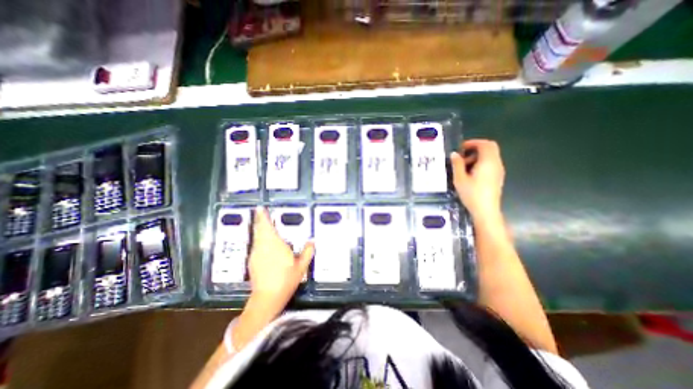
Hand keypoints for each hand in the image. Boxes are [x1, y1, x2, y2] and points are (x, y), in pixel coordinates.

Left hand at [248, 207, 315, 309]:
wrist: (267, 298)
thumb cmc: (286, 281)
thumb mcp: (301, 267)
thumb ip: (307, 252)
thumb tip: (312, 241)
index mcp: (274, 245)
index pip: (267, 227)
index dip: (263, 217)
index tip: (260, 208)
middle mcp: (262, 247)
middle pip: (259, 230)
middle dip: (259, 220)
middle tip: (260, 211)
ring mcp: (255, 254)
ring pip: (256, 237)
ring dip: (259, 228)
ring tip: (262, 223)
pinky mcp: (252, 261)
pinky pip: (256, 244)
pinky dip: (258, 238)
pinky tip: (262, 240)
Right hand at [450, 140, 504, 219]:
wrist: (486, 211)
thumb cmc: (472, 194)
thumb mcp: (459, 179)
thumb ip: (457, 164)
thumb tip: (454, 154)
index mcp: (488, 162)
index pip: (485, 144)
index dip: (473, 142)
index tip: (461, 148)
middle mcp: (496, 163)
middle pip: (490, 148)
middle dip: (475, 148)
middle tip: (462, 155)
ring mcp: (499, 171)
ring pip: (490, 156)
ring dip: (477, 156)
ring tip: (464, 167)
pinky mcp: (498, 177)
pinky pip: (491, 164)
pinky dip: (481, 163)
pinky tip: (471, 174)